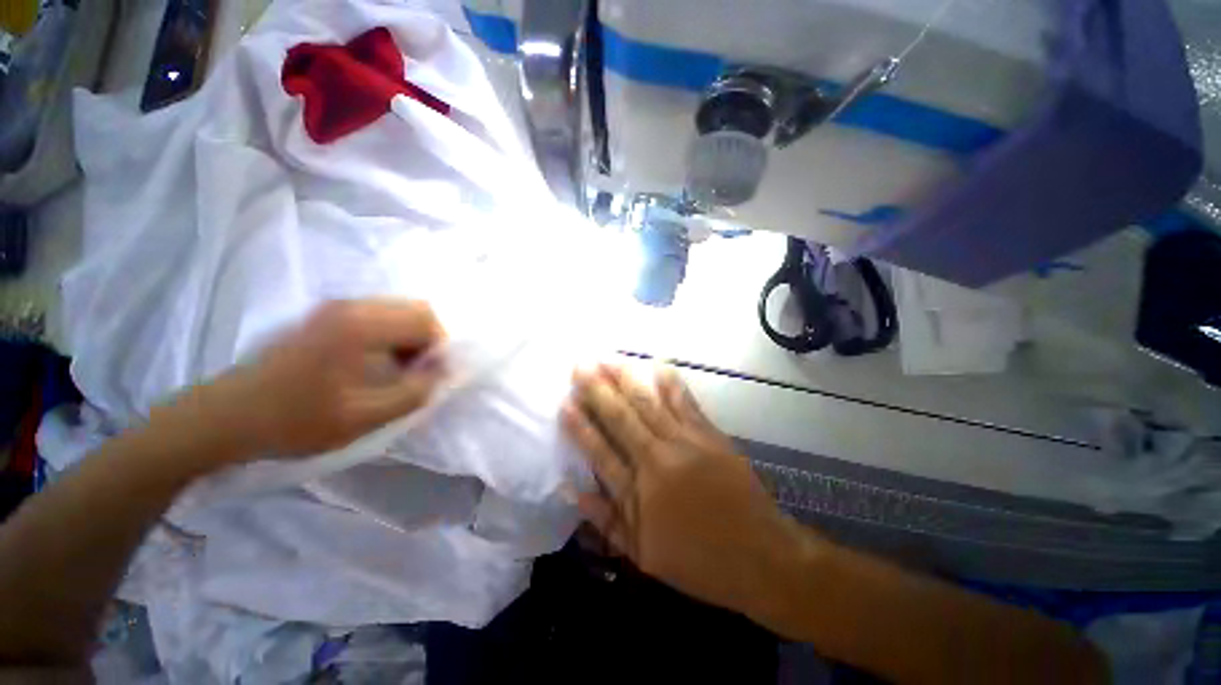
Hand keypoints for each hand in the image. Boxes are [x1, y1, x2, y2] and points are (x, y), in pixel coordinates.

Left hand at [170, 299, 446, 459]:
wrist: (225, 417)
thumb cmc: (294, 420)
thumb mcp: (363, 417)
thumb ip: (414, 393)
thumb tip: (444, 372)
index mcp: (360, 326)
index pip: (426, 320)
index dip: (440, 348)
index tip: (432, 376)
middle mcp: (351, 306)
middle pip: (415, 309)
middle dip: (429, 340)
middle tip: (419, 372)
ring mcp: (334, 307)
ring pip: (398, 310)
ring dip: (410, 337)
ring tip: (399, 369)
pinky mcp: (324, 316)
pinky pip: (377, 315)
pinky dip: (391, 335)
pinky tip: (377, 362)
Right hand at [562, 363, 815, 620]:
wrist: (761, 556)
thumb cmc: (699, 560)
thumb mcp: (644, 556)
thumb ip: (605, 521)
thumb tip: (571, 491)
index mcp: (638, 492)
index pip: (600, 450)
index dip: (580, 425)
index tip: (565, 400)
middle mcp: (657, 459)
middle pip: (621, 418)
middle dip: (598, 389)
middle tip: (580, 365)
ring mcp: (686, 442)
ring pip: (649, 404)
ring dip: (627, 379)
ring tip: (608, 359)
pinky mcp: (710, 435)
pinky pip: (685, 403)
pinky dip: (670, 383)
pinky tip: (658, 365)